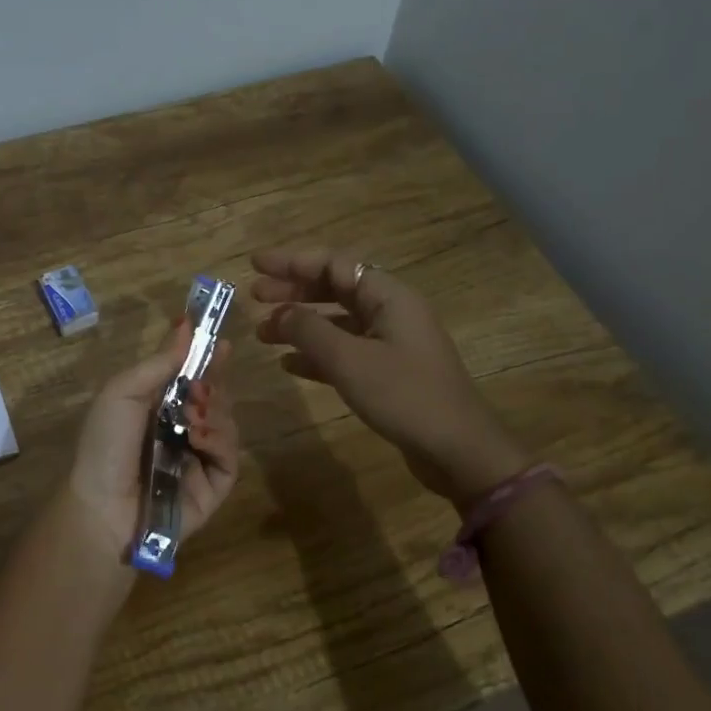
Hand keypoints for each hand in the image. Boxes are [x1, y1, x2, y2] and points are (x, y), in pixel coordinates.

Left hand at [62, 318, 240, 563]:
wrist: (105, 506)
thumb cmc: (106, 444)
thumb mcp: (123, 392)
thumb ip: (159, 362)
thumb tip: (186, 324)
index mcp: (156, 407)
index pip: (190, 377)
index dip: (206, 359)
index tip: (221, 342)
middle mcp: (181, 430)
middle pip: (214, 397)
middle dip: (212, 384)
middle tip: (200, 387)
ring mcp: (199, 458)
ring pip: (227, 422)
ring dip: (215, 411)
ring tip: (193, 415)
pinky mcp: (214, 485)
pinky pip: (230, 455)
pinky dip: (220, 440)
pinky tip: (200, 437)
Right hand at [251, 245, 526, 503]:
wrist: (457, 449)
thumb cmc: (404, 395)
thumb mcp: (349, 360)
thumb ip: (309, 330)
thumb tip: (278, 313)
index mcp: (388, 297)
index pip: (334, 264)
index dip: (293, 261)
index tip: (256, 265)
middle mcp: (390, 312)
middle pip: (335, 289)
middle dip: (293, 291)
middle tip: (254, 296)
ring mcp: (391, 343)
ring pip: (337, 322)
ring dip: (300, 324)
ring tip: (263, 333)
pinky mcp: (388, 373)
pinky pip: (345, 352)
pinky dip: (316, 353)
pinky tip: (289, 364)